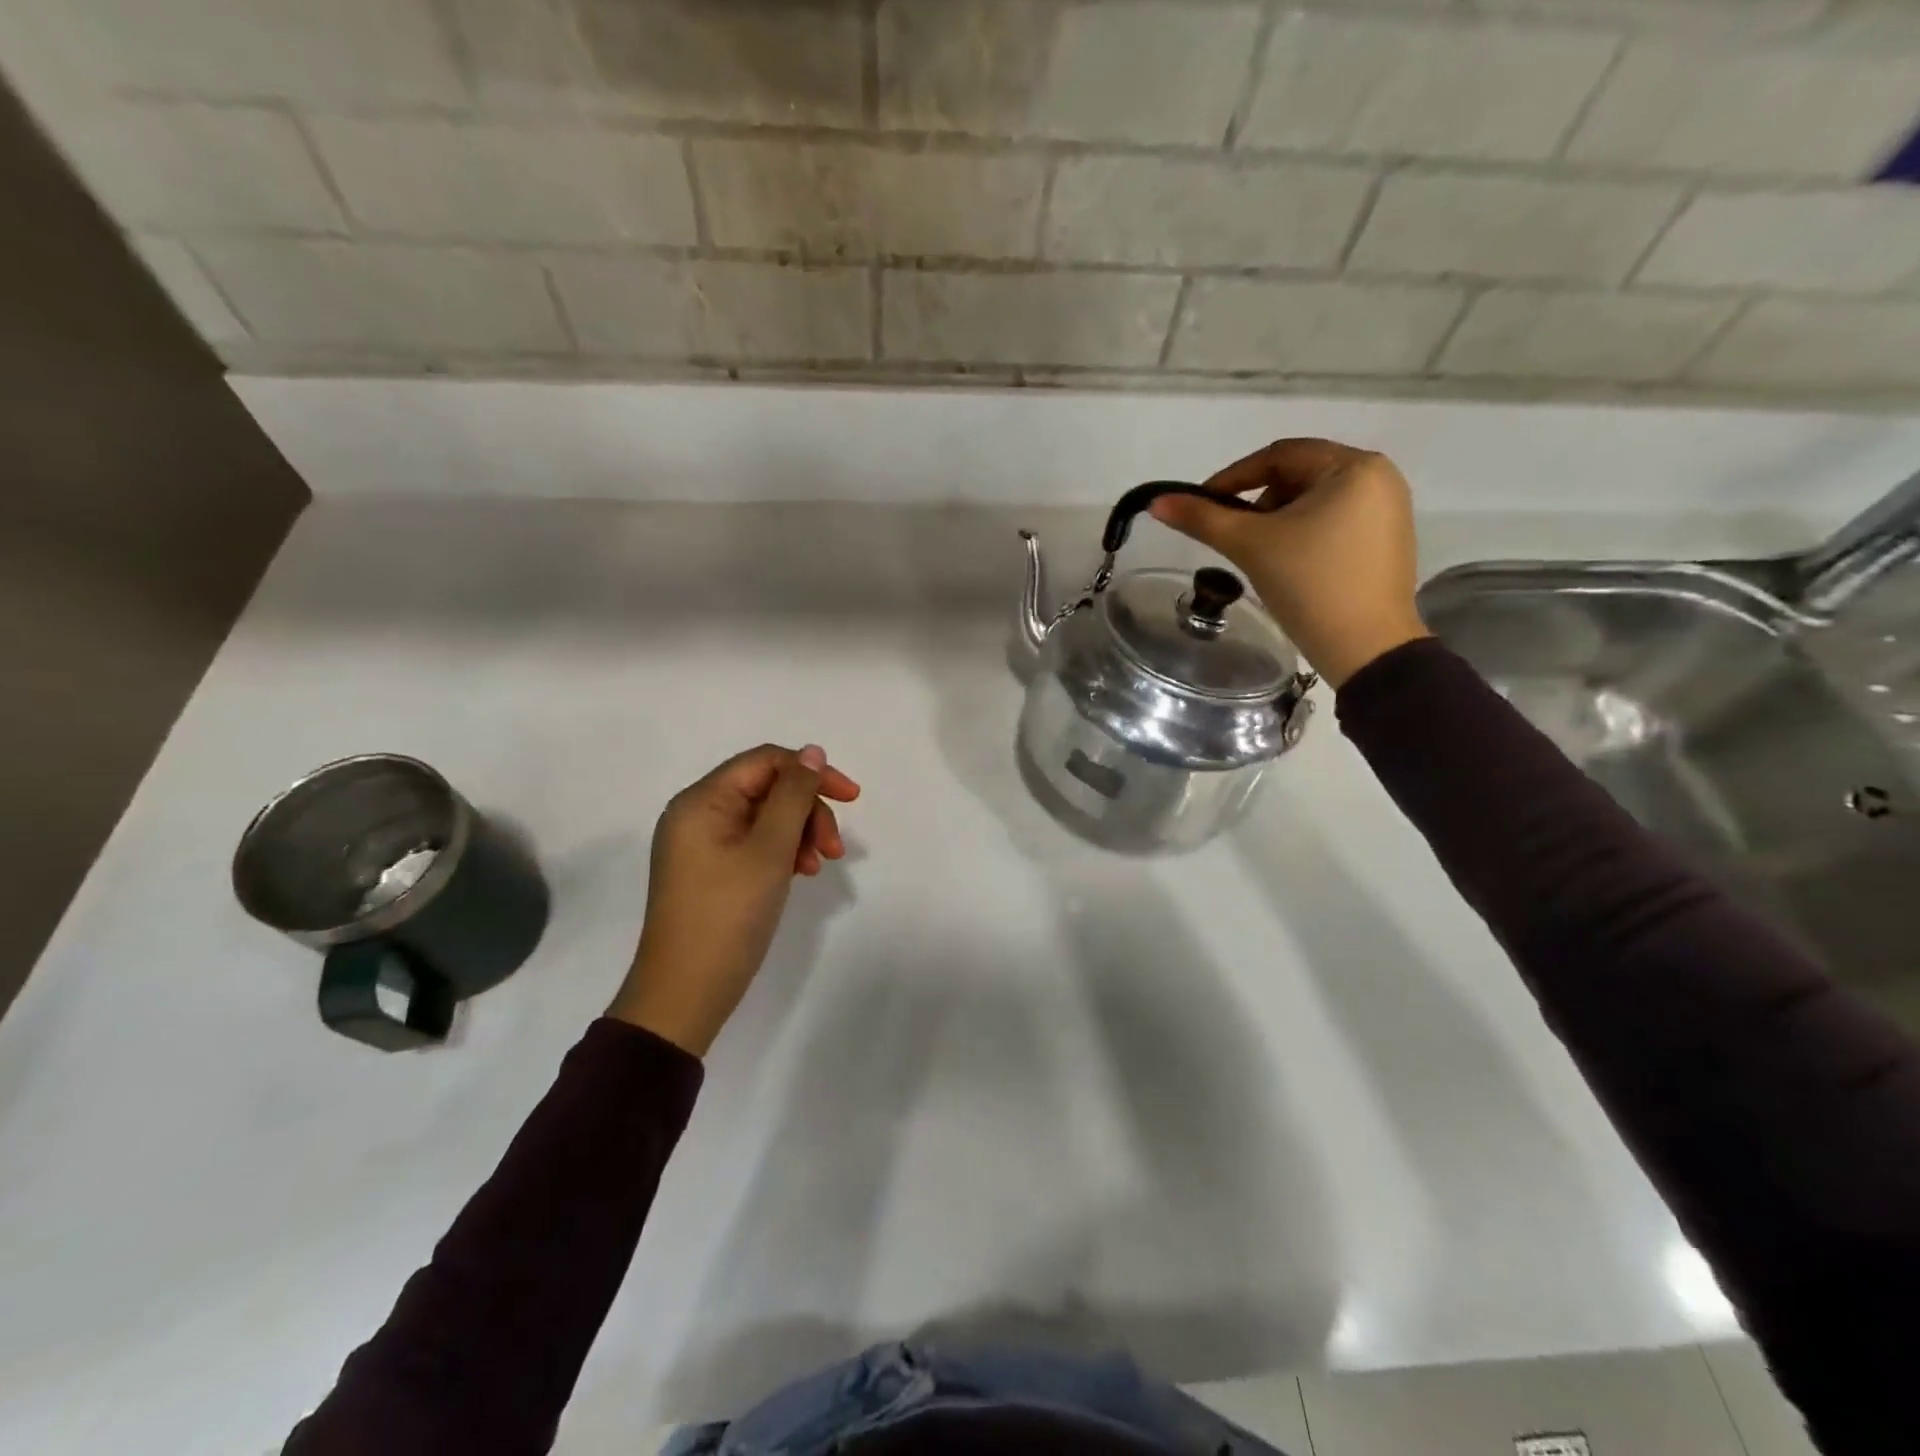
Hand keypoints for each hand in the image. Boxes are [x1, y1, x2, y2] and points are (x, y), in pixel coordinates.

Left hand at [609, 743, 860, 1055]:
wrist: (685, 995)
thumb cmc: (728, 916)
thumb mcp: (769, 850)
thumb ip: (793, 796)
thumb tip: (812, 752)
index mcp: (702, 801)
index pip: (766, 761)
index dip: (812, 772)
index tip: (853, 798)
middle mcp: (698, 814)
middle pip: (768, 789)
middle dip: (807, 811)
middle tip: (835, 849)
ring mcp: (703, 845)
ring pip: (766, 818)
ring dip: (800, 833)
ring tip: (818, 866)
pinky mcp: (712, 871)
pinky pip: (755, 844)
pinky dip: (783, 852)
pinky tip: (801, 874)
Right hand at [1150, 438, 1429, 686]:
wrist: (1366, 648)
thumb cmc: (1309, 585)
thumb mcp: (1250, 545)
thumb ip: (1202, 519)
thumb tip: (1157, 502)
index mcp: (1354, 466)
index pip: (1280, 455)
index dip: (1233, 476)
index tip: (1202, 504)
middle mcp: (1379, 477)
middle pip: (1299, 475)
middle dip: (1258, 500)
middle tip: (1232, 533)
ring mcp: (1389, 509)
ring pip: (1316, 499)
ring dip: (1278, 518)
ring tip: (1257, 551)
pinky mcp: (1388, 540)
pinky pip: (1335, 519)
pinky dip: (1304, 532)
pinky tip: (1288, 562)